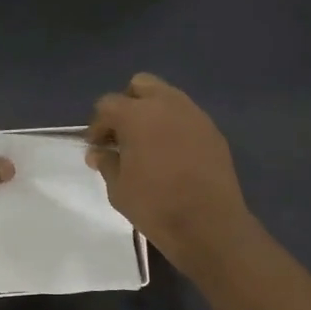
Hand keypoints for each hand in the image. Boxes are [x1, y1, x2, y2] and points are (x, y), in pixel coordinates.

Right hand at [87, 73, 254, 265]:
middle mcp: (166, 104)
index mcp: (136, 115)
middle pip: (140, 85)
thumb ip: (107, 163)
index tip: (97, 147)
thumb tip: (99, 152)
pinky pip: (187, 117)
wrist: (209, 224)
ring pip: (168, 97)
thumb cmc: (155, 206)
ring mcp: (194, 115)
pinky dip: (175, 126)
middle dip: (128, 104)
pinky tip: (172, 154)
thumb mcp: (119, 189)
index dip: (98, 125)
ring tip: (148, 144)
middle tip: (123, 135)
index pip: (107, 104)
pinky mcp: (213, 130)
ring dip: (153, 112)